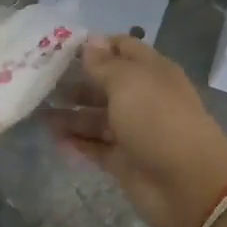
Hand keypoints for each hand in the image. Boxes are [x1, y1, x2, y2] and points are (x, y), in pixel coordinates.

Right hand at [44, 35, 226, 226]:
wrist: (188, 184)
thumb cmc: (158, 121)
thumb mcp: (128, 83)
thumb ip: (104, 64)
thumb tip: (89, 42)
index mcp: (151, 72)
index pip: (122, 48)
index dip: (94, 46)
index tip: (59, 48)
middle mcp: (143, 98)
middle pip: (105, 85)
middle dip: (76, 81)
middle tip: (40, 81)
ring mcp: (134, 131)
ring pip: (96, 118)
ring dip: (70, 114)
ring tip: (37, 111)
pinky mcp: (124, 161)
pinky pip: (95, 147)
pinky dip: (76, 143)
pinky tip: (52, 138)